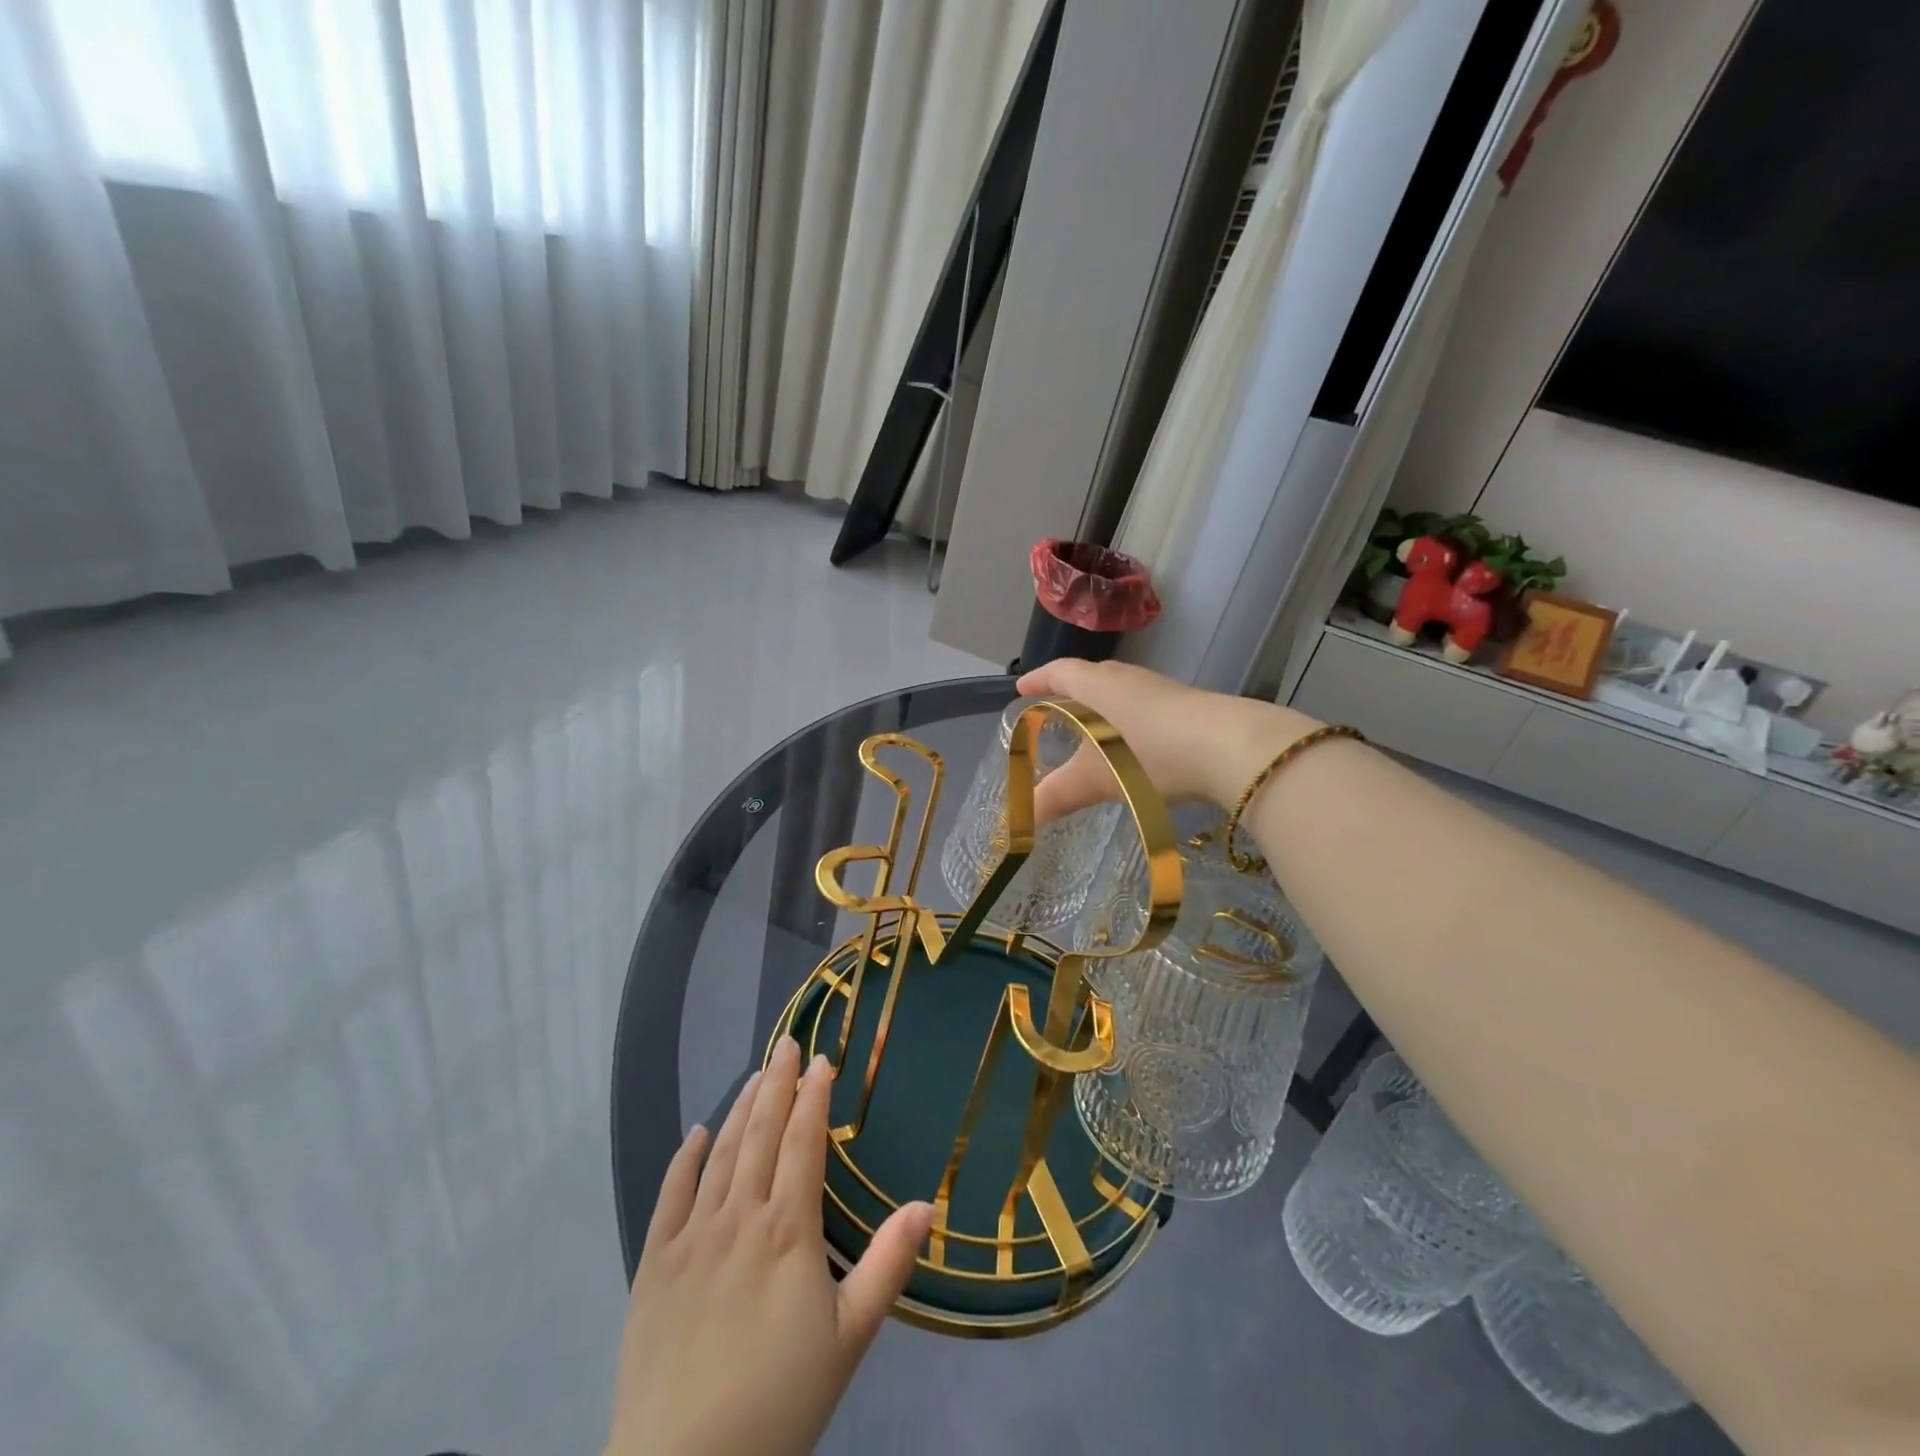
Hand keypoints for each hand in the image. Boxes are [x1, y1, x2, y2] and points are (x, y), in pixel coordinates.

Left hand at [606, 1038, 933, 1455]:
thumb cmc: (779, 1401)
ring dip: (740, 1108)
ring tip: (756, 1075)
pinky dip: (685, 1159)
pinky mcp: (653, 1264)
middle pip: (761, 1134)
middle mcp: (740, 1217)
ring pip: (720, 1154)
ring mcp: (691, 1237)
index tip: (822, 1059)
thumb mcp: (849, 1338)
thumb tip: (926, 1204)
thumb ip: (887, 1265)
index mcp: (788, 1229)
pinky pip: (670, 1196)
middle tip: (787, 1044)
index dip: (814, 1096)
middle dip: (778, 1084)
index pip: (803, 1141)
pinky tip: (696, 1133)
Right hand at [1015, 659, 1315, 822]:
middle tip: (1054, 711)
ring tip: (1092, 731)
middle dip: (1069, 693)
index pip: (1060, 672)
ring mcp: (1162, 690)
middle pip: (1090, 677)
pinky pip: (1145, 707)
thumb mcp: (1098, 779)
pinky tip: (1135, 747)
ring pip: (1121, 692)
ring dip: (1102, 708)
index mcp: (1099, 685)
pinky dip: (1129, 722)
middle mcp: (1128, 679)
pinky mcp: (1189, 706)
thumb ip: (1059, 796)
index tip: (1022, 688)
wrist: (1234, 749)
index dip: (1038, 680)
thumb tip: (1022, 820)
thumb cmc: (1153, 754)